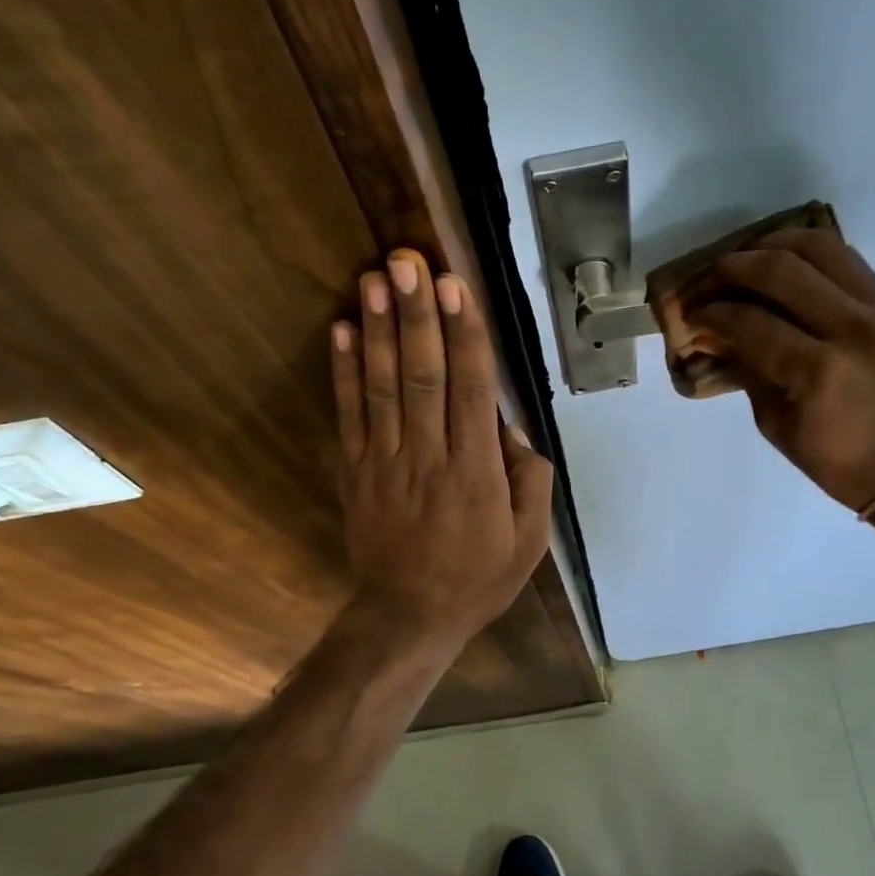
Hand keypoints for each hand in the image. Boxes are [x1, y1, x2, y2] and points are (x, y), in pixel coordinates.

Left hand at [331, 249, 552, 644]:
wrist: (409, 615)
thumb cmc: (478, 577)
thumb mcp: (529, 540)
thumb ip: (530, 480)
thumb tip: (510, 427)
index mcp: (476, 472)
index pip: (470, 389)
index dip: (462, 334)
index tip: (454, 286)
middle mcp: (428, 457)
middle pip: (422, 376)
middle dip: (416, 315)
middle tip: (408, 260)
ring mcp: (385, 463)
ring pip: (382, 387)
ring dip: (380, 329)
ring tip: (375, 278)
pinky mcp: (355, 472)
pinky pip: (349, 415)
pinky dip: (344, 371)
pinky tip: (344, 329)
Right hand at [684, 229, 874, 514]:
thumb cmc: (840, 464)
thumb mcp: (777, 426)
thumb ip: (747, 372)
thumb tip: (717, 335)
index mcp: (817, 371)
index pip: (749, 321)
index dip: (710, 314)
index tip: (689, 316)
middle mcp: (851, 328)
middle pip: (780, 269)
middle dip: (730, 269)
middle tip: (705, 282)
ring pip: (819, 247)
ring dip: (770, 245)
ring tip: (743, 261)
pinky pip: (846, 260)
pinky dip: (807, 255)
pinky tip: (783, 268)